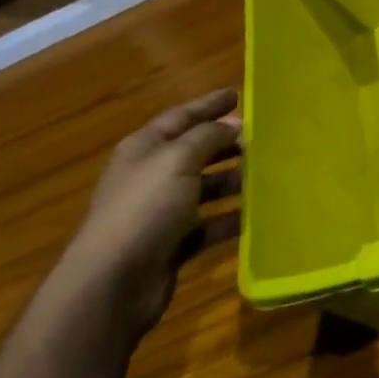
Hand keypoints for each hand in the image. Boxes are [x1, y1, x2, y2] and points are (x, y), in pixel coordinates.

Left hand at [53, 90, 241, 342]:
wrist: (112, 283)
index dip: (208, 105)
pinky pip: (207, 225)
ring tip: (265, 175)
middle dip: (225, 144)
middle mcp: (150, 177)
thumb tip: (233, 125)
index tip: (237, 95)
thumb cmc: (144, 209)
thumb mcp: (177, 160)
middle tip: (260, 138)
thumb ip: (208, 137)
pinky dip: (228, 220)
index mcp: (144, 149)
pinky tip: (254, 217)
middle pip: (193, 152)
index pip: (180, 117)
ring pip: (203, 189)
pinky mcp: (171, 245)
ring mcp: (160, 213)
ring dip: (231, 181)